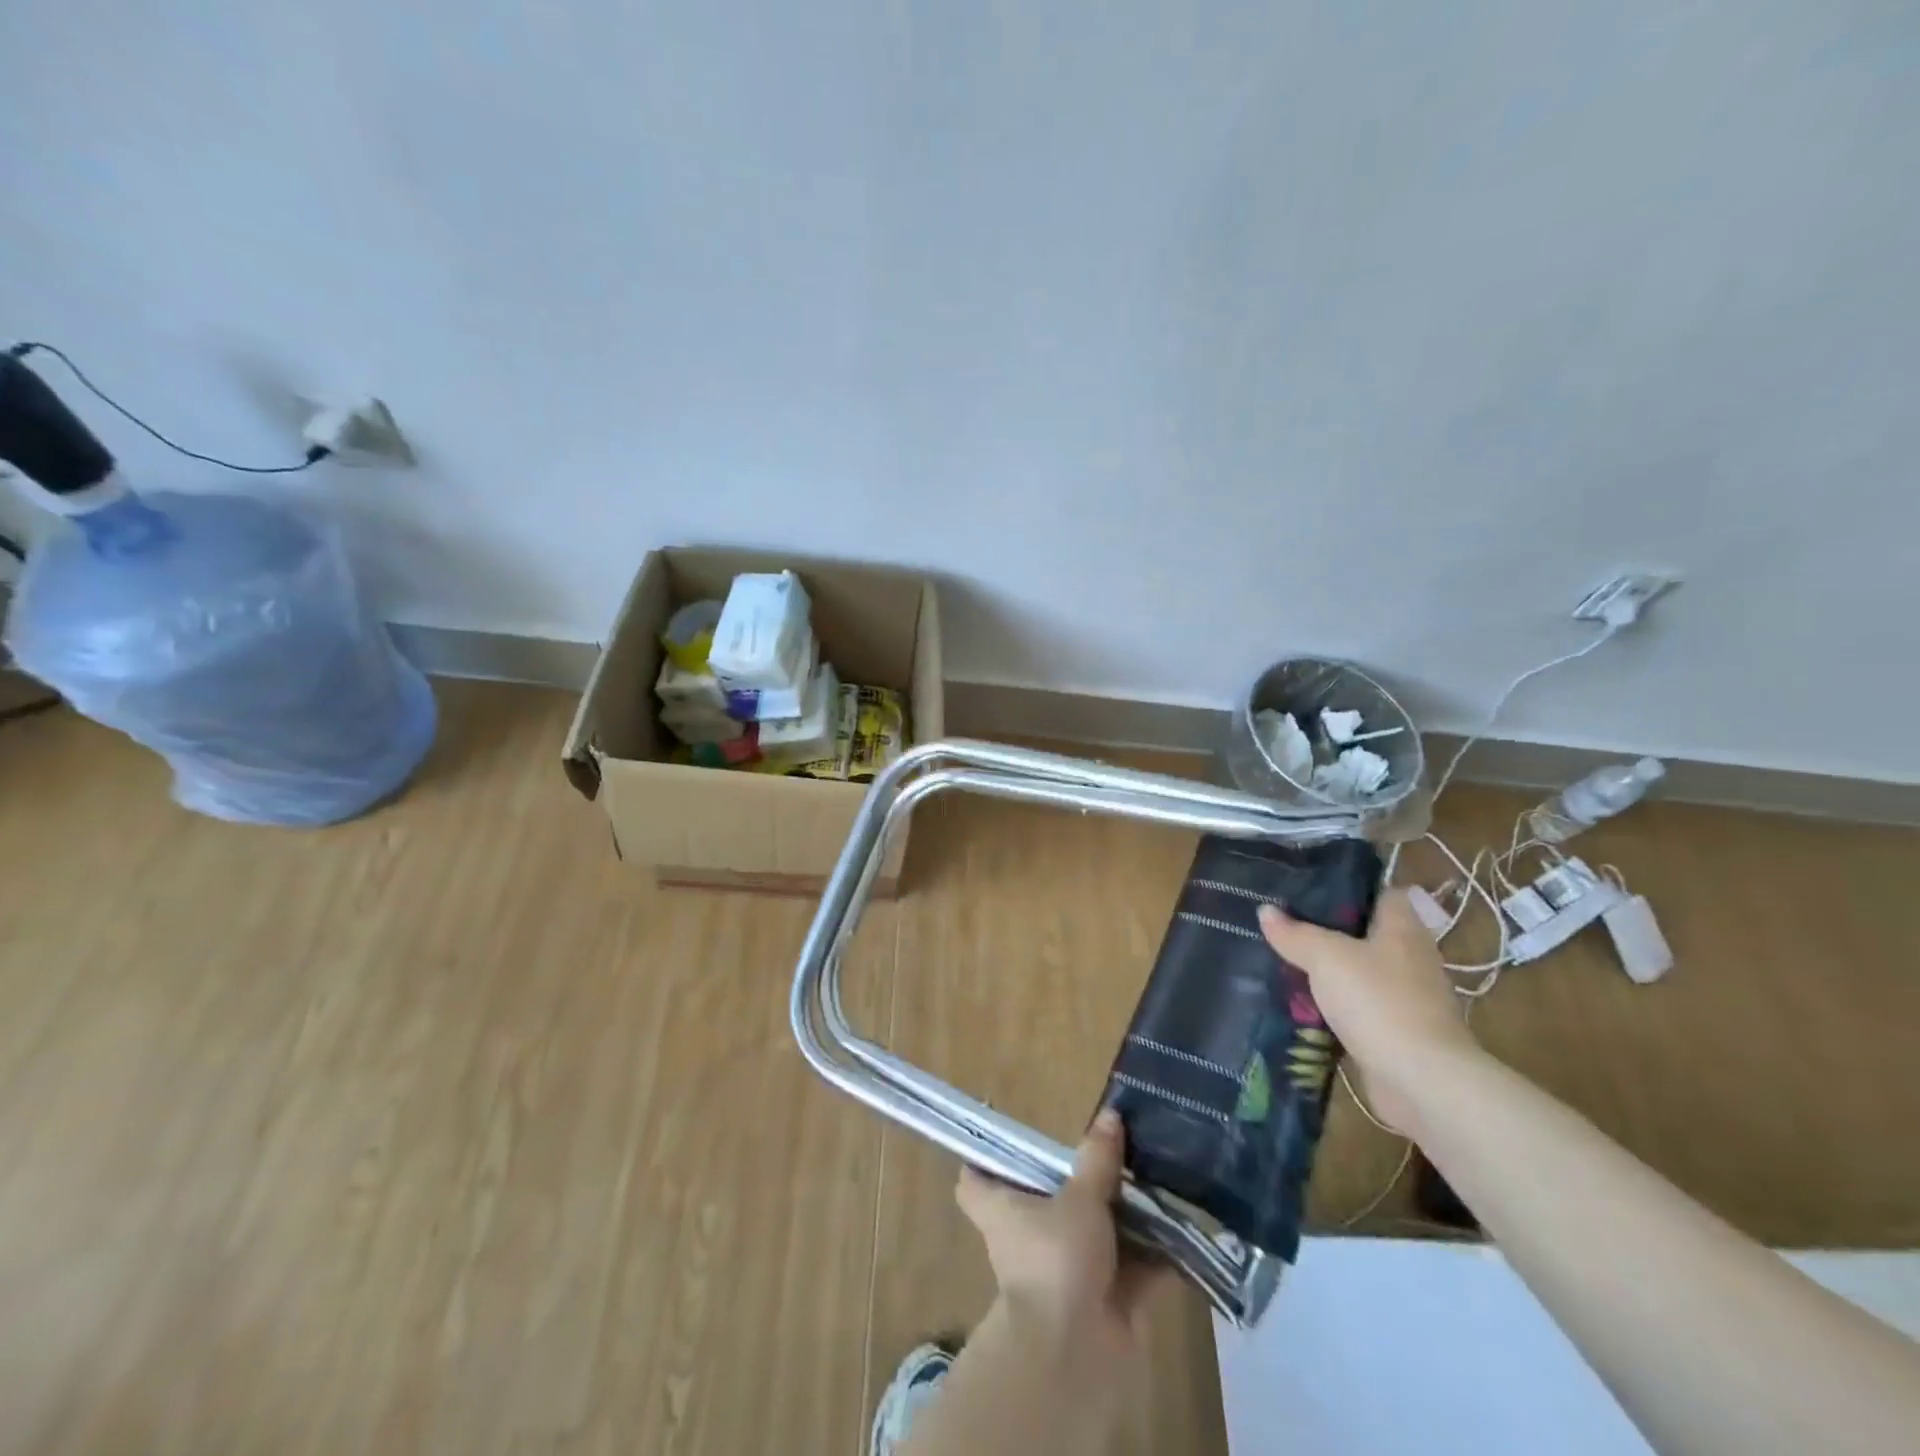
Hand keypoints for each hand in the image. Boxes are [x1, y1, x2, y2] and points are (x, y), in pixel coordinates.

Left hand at [955, 1110, 1161, 1360]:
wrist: (1074, 1354)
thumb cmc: (1057, 1258)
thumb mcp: (1079, 1197)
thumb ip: (1097, 1158)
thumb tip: (1109, 1114)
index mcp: (1004, 1208)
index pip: (975, 1180)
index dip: (984, 1159)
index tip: (1008, 1139)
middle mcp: (1028, 1237)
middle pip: (1045, 1202)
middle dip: (1078, 1184)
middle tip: (1110, 1150)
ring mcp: (1065, 1270)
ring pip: (1092, 1234)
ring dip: (1122, 1217)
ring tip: (1155, 1180)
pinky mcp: (1103, 1300)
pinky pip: (1130, 1269)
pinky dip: (1154, 1255)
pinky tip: (1183, 1228)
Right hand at [1257, 889, 1479, 1135]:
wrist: (1422, 1081)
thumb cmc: (1378, 1001)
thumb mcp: (1326, 957)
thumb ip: (1295, 933)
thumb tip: (1266, 910)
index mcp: (1403, 928)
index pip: (1380, 892)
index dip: (1347, 886)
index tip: (1307, 886)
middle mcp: (1411, 957)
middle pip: (1366, 932)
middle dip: (1327, 930)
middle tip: (1284, 924)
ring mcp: (1407, 997)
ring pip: (1360, 971)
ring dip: (1330, 971)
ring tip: (1284, 961)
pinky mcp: (1398, 1031)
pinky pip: (1359, 1007)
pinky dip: (1335, 1006)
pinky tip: (1303, 1005)